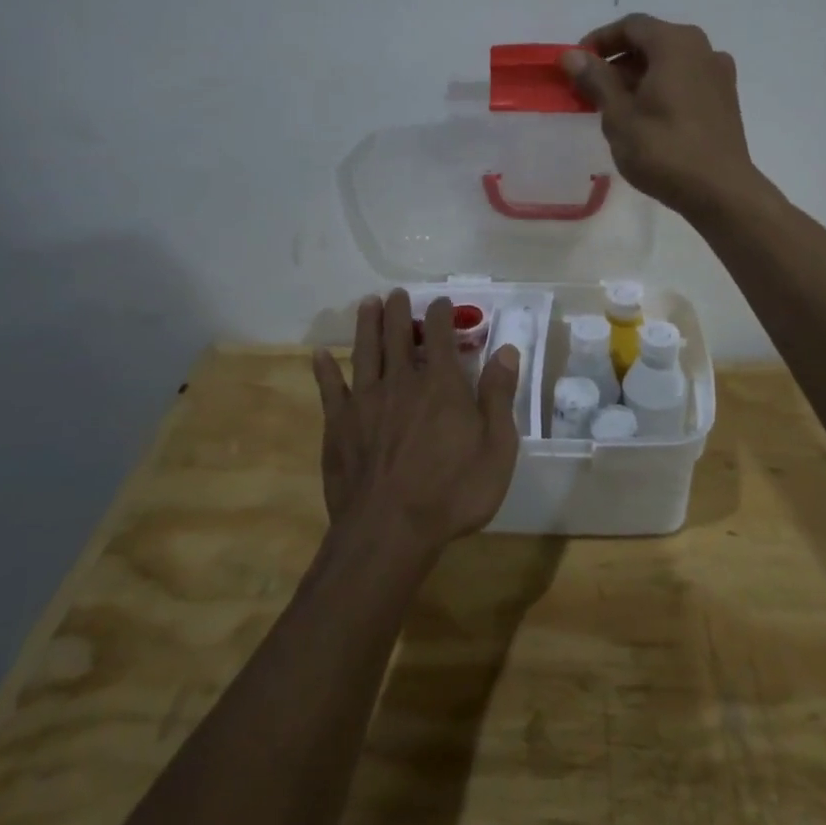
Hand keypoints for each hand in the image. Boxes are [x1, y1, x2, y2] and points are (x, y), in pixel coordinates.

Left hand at [311, 291, 521, 553]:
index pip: (441, 336)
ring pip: (365, 352)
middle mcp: (401, 381)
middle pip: (398, 335)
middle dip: (398, 311)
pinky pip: (329, 389)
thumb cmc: (452, 492)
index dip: (441, 314)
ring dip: (366, 325)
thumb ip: (498, 395)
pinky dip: (325, 370)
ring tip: (367, 303)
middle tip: (397, 293)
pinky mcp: (338, 425)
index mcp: (441, 384)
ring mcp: (365, 402)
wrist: (389, 531)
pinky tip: (320, 356)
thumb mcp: (496, 447)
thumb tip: (505, 350)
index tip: (441, 302)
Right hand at [561, 14, 760, 221]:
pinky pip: (686, 81)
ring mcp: (719, 74)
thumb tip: (572, 55)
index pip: (630, 26)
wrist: (721, 191)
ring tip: (615, 106)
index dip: (599, 41)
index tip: (577, 65)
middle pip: (652, 42)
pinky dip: (661, 88)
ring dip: (639, 77)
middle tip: (591, 89)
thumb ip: (596, 79)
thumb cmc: (664, 150)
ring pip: (670, 63)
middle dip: (618, 61)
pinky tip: (646, 118)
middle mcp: (702, 49)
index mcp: (675, 43)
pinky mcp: (725, 100)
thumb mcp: (619, 115)